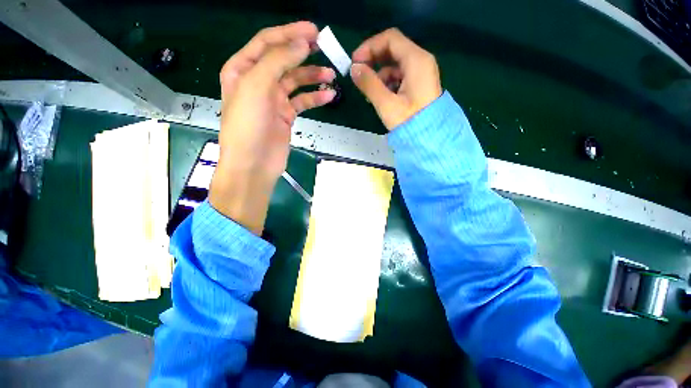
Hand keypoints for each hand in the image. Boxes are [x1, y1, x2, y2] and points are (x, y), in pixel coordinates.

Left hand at [210, 22, 335, 233]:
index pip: (268, 42)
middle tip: (325, 48)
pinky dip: (315, 98)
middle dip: (304, 52)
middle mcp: (258, 81)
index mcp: (243, 69)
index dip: (290, 33)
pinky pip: (303, 101)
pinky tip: (328, 96)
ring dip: (313, 76)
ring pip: (296, 81)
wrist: (254, 164)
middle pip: (284, 60)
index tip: (314, 30)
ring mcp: (274, 100)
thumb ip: (278, 60)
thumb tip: (302, 43)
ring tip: (331, 75)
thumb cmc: (248, 126)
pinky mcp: (286, 116)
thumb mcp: (257, 86)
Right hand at [350, 28, 441, 129]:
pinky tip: (380, 96)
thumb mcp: (387, 104)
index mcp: (416, 60)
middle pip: (393, 50)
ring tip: (368, 93)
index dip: (370, 47)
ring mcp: (421, 73)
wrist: (429, 139)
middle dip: (373, 60)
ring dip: (379, 74)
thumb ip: (369, 84)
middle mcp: (421, 61)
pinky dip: (387, 83)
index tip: (355, 62)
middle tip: (358, 74)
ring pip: (395, 65)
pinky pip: (400, 76)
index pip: (390, 39)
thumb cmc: (409, 122)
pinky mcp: (418, 84)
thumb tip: (354, 69)